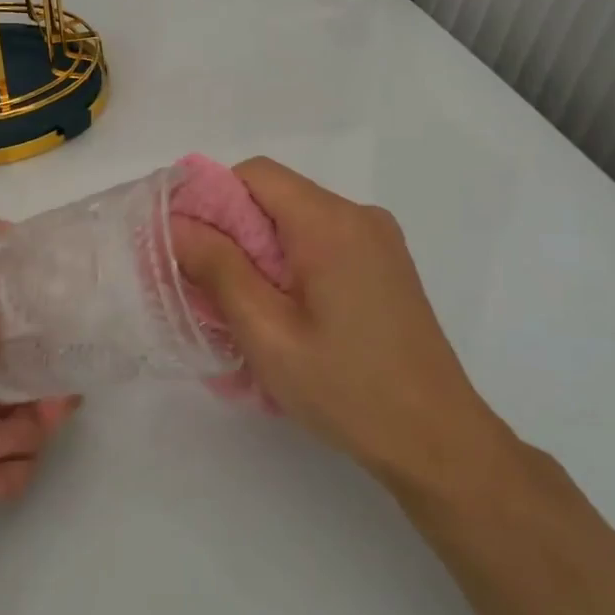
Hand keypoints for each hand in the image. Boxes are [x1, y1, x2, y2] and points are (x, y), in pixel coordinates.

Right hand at [172, 158, 512, 496]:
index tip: (183, 245)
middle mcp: (359, 216)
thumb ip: (218, 269)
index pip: (254, 174)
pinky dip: (289, 264)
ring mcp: (378, 240)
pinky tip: (283, 314)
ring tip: (241, 308)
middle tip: (204, 286)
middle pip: (275, 197)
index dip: (209, 199)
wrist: (437, 440)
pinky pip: (321, 243)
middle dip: (230, 232)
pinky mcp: (385, 265)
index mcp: (330, 223)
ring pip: (295, 222)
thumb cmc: (346, 388)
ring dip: (257, 252)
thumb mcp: (267, 332)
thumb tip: (177, 223)